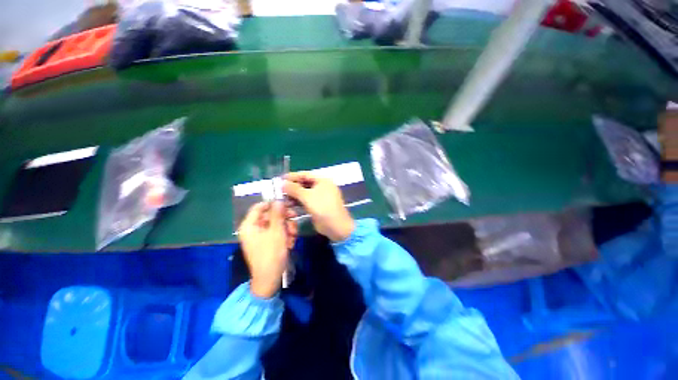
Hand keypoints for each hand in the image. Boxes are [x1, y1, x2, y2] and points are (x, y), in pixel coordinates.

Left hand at [238, 201, 297, 297]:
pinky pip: (277, 233)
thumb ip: (278, 214)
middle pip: (270, 215)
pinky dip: (285, 235)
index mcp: (249, 226)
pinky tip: (290, 242)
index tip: (287, 204)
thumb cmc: (271, 254)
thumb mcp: (277, 232)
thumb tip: (278, 200)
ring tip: (293, 236)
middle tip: (295, 218)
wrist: (270, 279)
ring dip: (287, 228)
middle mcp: (253, 229)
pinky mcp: (267, 242)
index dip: (273, 204)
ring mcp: (260, 236)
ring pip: (276, 224)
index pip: (259, 207)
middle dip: (284, 218)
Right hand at [283, 172, 354, 241]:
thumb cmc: (323, 207)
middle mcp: (322, 187)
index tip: (280, 178)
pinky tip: (289, 205)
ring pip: (304, 193)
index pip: (305, 175)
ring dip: (294, 195)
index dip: (293, 176)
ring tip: (283, 199)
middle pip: (304, 184)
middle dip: (292, 187)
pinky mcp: (318, 206)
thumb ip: (294, 189)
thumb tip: (283, 183)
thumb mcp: (307, 196)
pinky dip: (298, 202)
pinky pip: (306, 201)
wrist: (335, 225)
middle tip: (279, 190)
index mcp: (323, 180)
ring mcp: (320, 197)